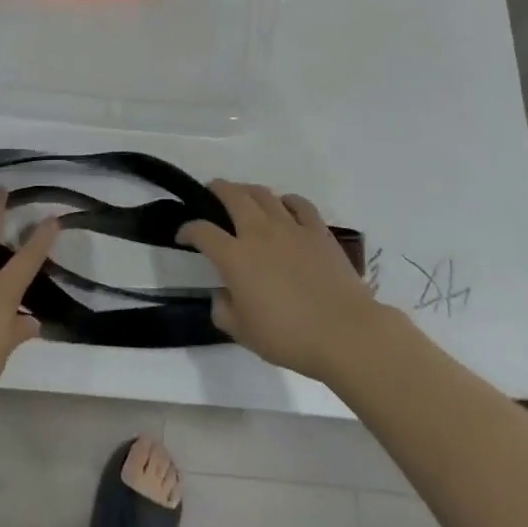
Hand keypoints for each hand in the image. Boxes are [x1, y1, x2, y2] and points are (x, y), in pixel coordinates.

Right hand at [178, 181, 387, 382]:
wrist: (344, 332)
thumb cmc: (289, 336)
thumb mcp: (243, 333)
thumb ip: (223, 311)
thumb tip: (222, 295)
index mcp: (235, 257)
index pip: (202, 232)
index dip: (188, 229)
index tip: (183, 235)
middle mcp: (259, 233)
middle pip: (232, 196)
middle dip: (217, 190)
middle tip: (211, 192)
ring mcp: (291, 227)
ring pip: (264, 194)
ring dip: (248, 190)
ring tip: (244, 196)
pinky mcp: (318, 231)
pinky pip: (299, 204)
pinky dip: (287, 201)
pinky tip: (285, 207)